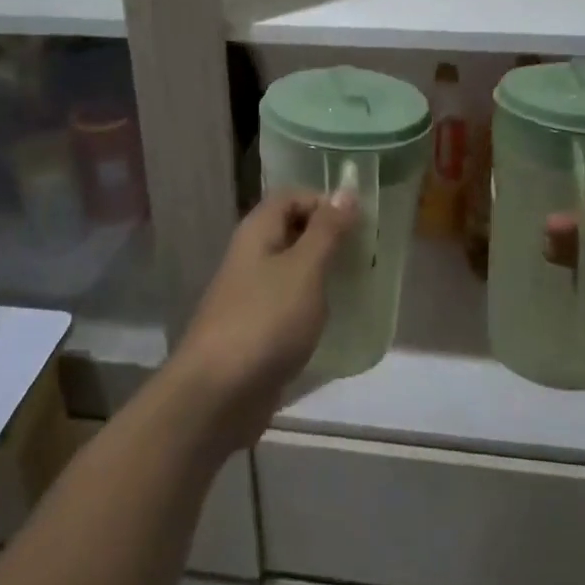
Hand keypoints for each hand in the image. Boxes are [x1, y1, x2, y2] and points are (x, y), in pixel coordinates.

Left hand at [171, 190, 356, 446]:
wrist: (217, 394)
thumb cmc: (265, 321)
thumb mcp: (304, 269)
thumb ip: (327, 231)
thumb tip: (346, 191)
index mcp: (257, 232)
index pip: (292, 197)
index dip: (324, 202)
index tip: (359, 223)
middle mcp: (251, 256)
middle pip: (292, 231)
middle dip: (329, 238)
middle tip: (366, 254)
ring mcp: (251, 295)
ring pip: (292, 269)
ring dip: (323, 273)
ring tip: (359, 284)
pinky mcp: (256, 329)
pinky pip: (289, 304)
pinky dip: (312, 305)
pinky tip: (335, 320)